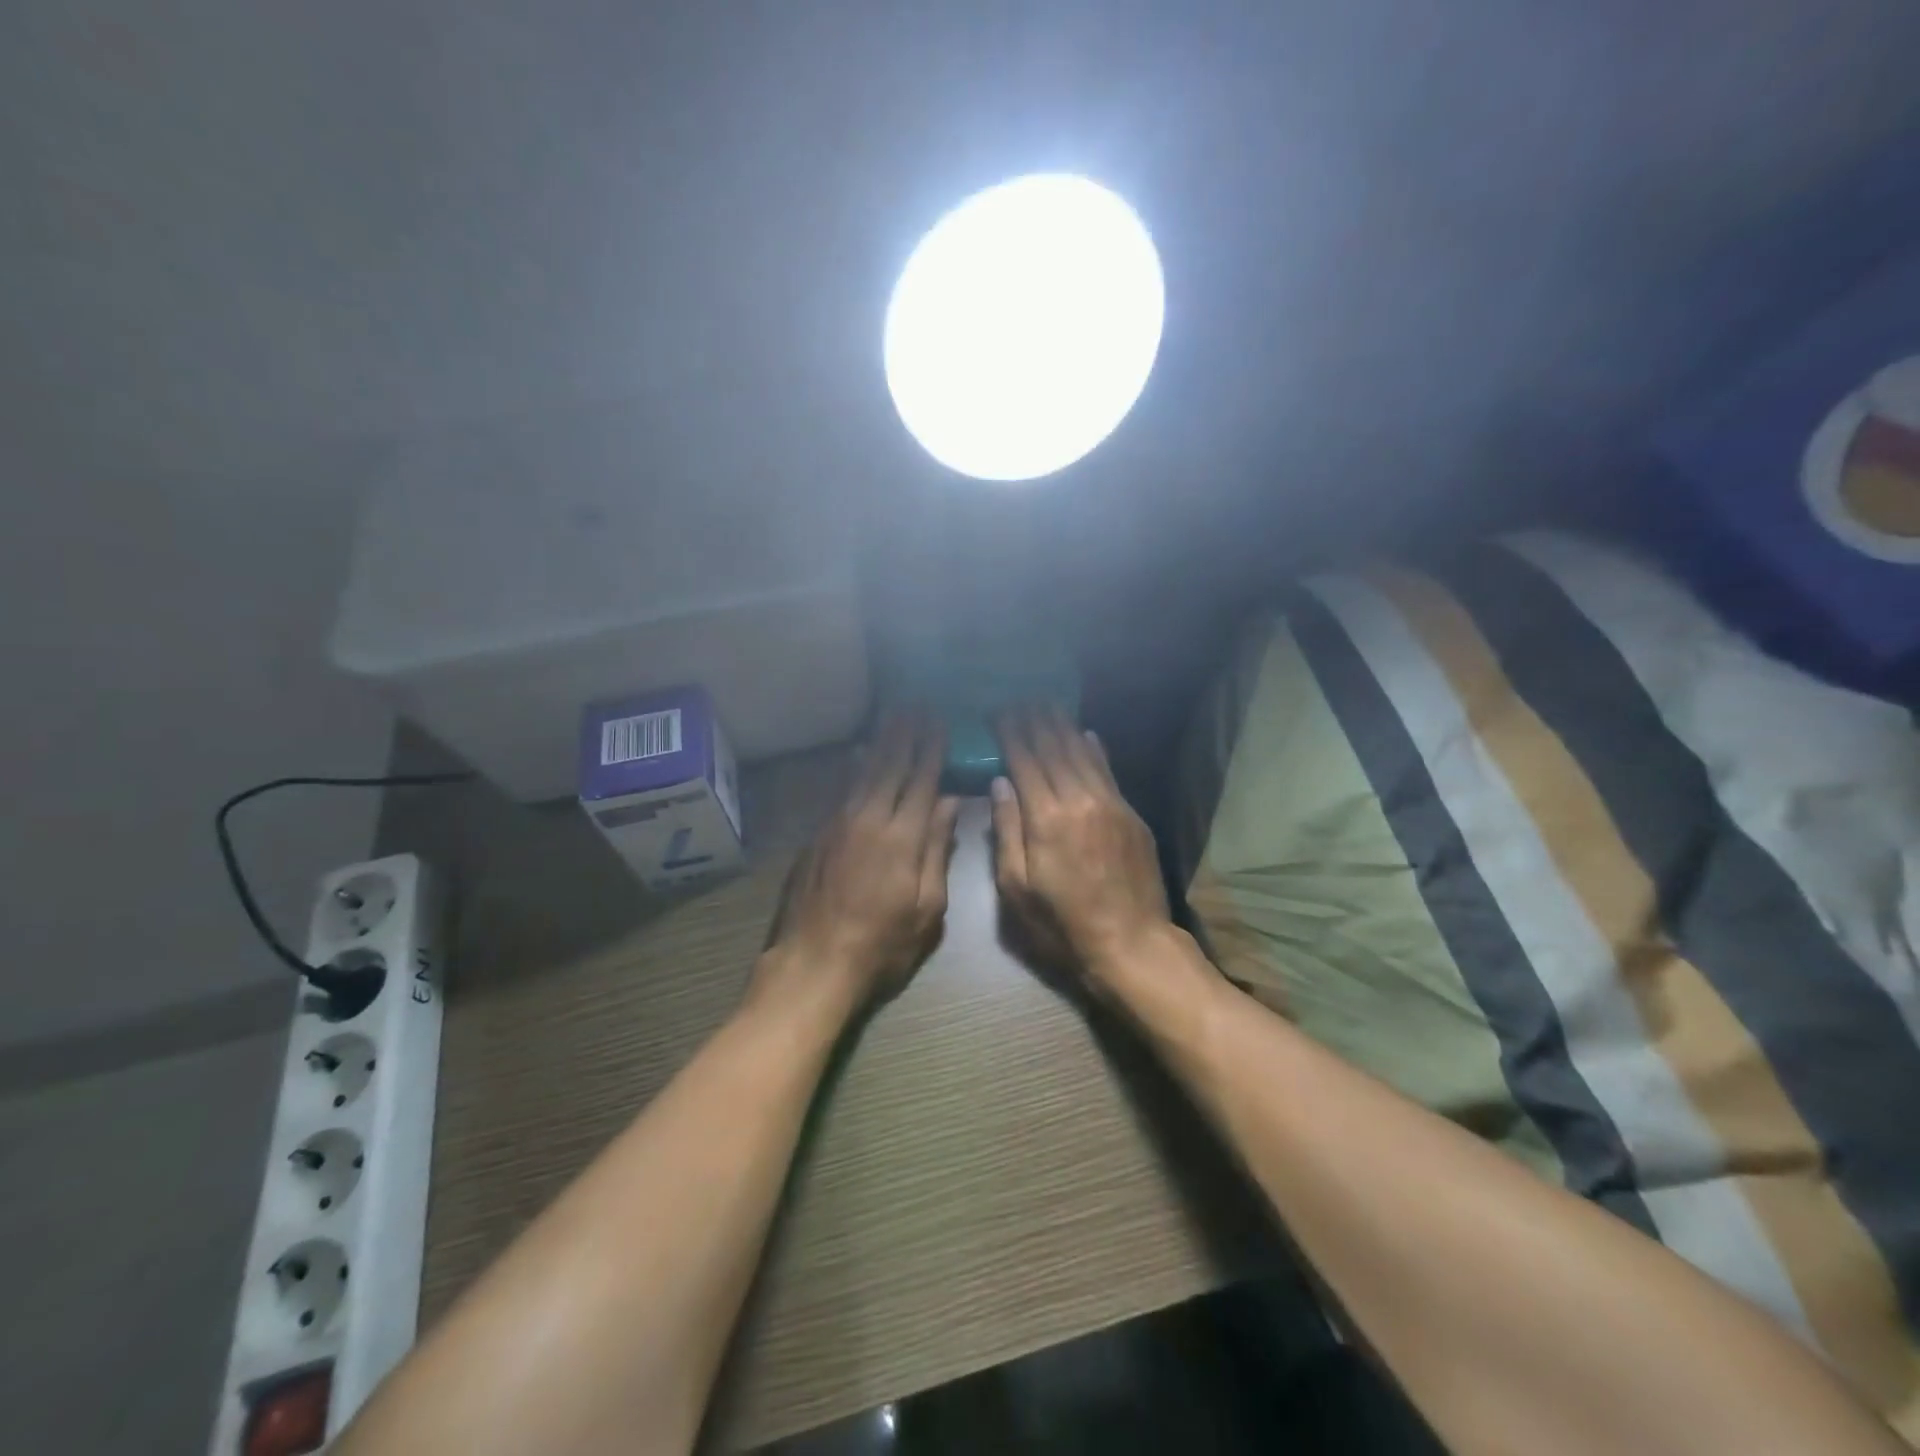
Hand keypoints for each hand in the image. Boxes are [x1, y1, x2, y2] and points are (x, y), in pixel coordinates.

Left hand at [756, 716, 960, 1013]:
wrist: (814, 962)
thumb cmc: (882, 944)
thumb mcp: (927, 909)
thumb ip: (937, 851)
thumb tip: (949, 804)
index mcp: (903, 838)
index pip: (922, 781)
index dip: (932, 750)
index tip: (940, 722)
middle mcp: (870, 819)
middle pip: (891, 767)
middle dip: (907, 735)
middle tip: (917, 706)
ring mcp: (839, 824)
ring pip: (864, 772)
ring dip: (881, 742)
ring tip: (893, 716)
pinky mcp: (818, 835)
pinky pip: (842, 790)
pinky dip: (854, 767)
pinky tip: (858, 755)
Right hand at [991, 707, 1171, 990]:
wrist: (1130, 943)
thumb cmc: (1061, 924)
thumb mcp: (1016, 887)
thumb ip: (1006, 830)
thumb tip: (1000, 782)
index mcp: (1045, 818)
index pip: (1024, 761)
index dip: (1010, 733)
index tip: (998, 712)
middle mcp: (1078, 800)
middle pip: (1053, 748)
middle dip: (1034, 721)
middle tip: (1020, 699)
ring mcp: (1110, 804)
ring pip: (1082, 753)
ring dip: (1063, 726)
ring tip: (1047, 704)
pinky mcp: (1130, 814)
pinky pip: (1108, 771)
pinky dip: (1094, 749)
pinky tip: (1086, 733)